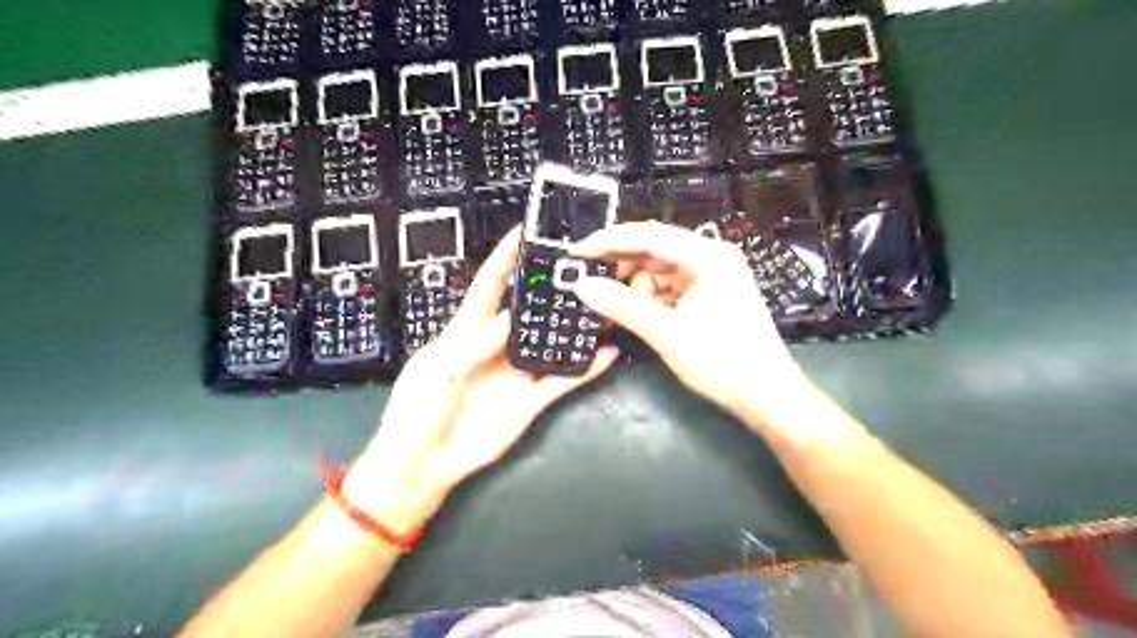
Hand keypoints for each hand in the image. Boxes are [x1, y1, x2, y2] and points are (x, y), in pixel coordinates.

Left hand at [345, 227, 618, 533]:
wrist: (426, 462)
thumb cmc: (419, 410)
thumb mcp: (438, 370)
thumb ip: (473, 345)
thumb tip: (507, 320)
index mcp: (466, 331)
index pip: (488, 287)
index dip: (504, 259)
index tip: (523, 234)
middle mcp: (497, 346)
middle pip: (527, 311)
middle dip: (549, 290)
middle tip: (577, 270)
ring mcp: (517, 372)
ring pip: (550, 342)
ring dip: (573, 328)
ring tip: (601, 307)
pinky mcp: (531, 399)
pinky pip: (563, 380)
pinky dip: (585, 369)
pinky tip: (606, 354)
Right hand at [573, 223, 813, 431]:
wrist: (767, 396)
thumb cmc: (724, 363)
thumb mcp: (668, 334)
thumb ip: (623, 306)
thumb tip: (582, 286)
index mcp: (709, 257)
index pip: (650, 237)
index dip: (610, 241)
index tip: (578, 252)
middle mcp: (712, 258)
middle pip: (655, 249)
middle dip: (621, 263)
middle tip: (588, 278)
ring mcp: (712, 276)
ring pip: (660, 269)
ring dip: (635, 284)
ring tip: (611, 303)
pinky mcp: (710, 294)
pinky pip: (670, 286)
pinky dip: (649, 296)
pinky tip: (633, 310)